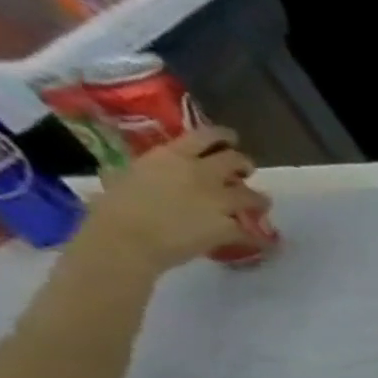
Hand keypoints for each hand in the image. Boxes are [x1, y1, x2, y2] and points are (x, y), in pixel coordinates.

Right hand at [73, 126, 268, 274]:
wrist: (127, 238)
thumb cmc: (115, 205)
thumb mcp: (126, 173)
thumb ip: (150, 169)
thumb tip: (153, 170)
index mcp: (172, 156)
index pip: (205, 136)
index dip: (223, 136)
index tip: (231, 138)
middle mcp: (201, 174)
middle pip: (238, 161)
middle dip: (245, 166)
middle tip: (245, 172)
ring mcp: (219, 201)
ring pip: (254, 196)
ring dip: (259, 200)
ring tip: (258, 204)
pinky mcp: (230, 227)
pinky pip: (253, 233)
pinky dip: (258, 238)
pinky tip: (261, 241)